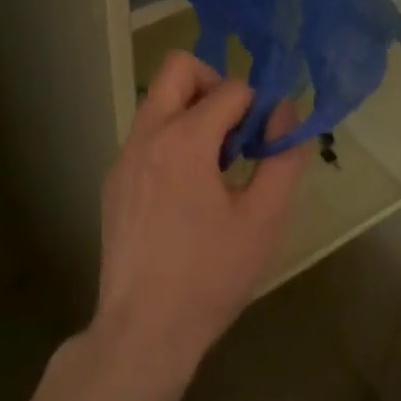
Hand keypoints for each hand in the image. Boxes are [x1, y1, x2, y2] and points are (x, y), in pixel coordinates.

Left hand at [90, 52, 310, 400]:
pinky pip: (147, 136)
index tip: (266, 141)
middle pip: (178, 68)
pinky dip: (172, 140)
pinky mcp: (113, 181)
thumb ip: (282, 156)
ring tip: (217, 166)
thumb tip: (286, 111)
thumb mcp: (264, 219)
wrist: (143, 332)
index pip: (230, 88)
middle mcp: (146, 136)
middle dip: (215, 83)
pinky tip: (188, 193)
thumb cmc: (211, 276)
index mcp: (184, 140)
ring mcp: (123, 157)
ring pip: (159, 101)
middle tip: (237, 129)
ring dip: (193, 113)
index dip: (258, 106)